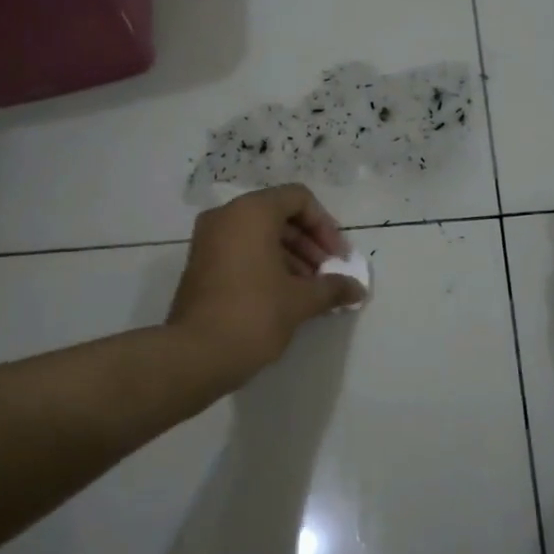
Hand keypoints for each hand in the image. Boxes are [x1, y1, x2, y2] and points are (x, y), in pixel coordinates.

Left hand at [167, 184, 366, 391]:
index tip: (339, 258)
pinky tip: (286, 294)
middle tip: (328, 274)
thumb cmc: (254, 314)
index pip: (299, 199)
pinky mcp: (201, 263)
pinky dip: (266, 264)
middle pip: (279, 215)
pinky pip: (242, 250)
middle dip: (310, 244)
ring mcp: (209, 239)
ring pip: (260, 234)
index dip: (325, 226)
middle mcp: (227, 216)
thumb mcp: (300, 300)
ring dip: (291, 256)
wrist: (195, 355)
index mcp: (252, 212)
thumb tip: (358, 289)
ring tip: (311, 290)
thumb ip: (332, 287)